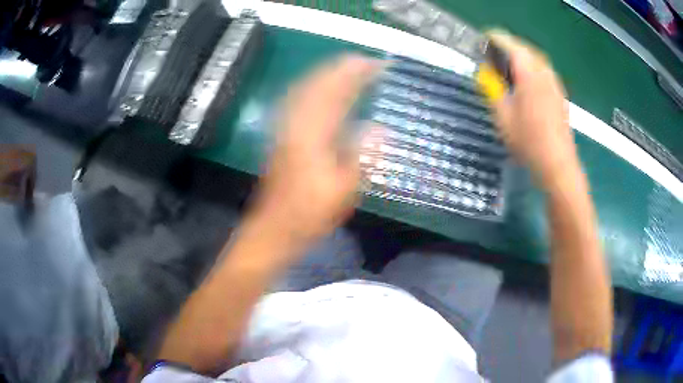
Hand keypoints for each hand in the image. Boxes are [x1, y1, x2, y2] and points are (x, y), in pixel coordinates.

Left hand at [251, 55, 381, 250]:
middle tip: (365, 61)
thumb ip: (362, 157)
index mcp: (314, 135)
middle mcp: (296, 123)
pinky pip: (296, 99)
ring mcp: (285, 127)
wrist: (273, 228)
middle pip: (318, 83)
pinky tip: (320, 88)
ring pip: (305, 88)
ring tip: (348, 68)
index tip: (377, 65)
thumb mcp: (344, 192)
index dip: (357, 74)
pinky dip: (311, 86)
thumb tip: (382, 128)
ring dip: (326, 73)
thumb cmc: (310, 214)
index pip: (337, 92)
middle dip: (342, 67)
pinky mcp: (280, 134)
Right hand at [487, 31, 578, 186]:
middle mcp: (544, 72)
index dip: (494, 40)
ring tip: (508, 67)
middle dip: (508, 47)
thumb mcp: (502, 116)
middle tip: (493, 56)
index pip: (509, 44)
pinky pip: (544, 70)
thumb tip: (486, 74)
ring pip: (536, 58)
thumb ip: (492, 89)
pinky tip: (526, 82)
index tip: (482, 44)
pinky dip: (532, 68)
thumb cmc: (529, 141)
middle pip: (524, 48)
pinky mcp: (560, 93)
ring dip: (521, 57)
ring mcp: (554, 83)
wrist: (557, 163)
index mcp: (528, 73)